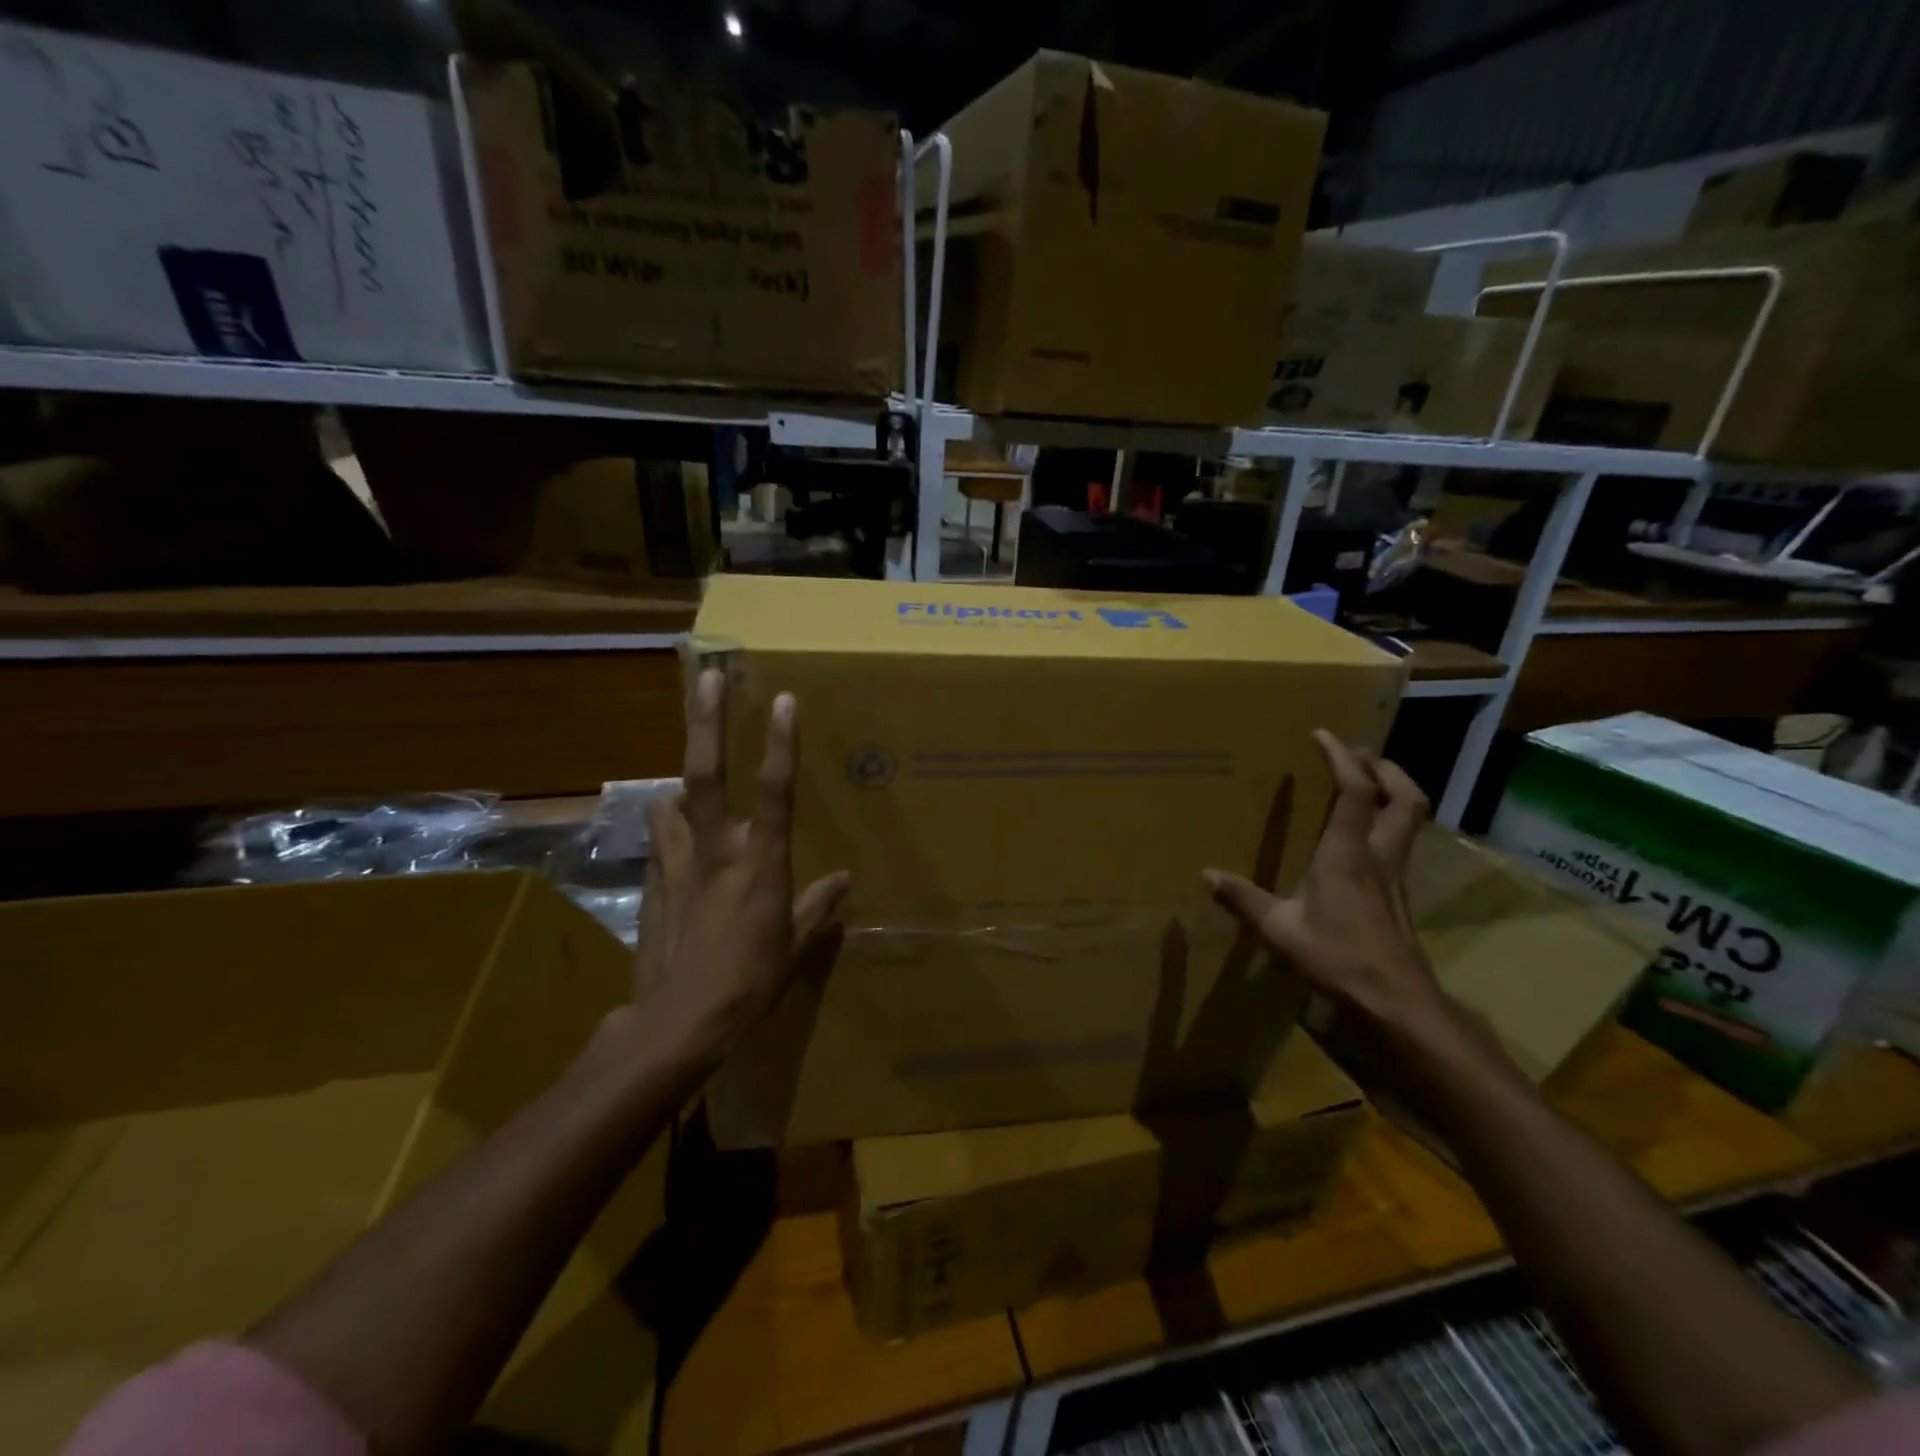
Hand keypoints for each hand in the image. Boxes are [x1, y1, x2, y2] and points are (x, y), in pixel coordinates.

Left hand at [632, 669, 849, 1071]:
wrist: (677, 1023)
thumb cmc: (749, 983)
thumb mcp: (795, 948)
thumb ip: (818, 908)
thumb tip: (844, 882)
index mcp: (760, 863)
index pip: (776, 792)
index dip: (780, 743)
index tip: (784, 699)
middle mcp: (717, 851)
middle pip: (707, 774)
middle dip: (707, 721)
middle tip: (706, 676)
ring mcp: (677, 865)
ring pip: (671, 802)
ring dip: (679, 784)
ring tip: (688, 780)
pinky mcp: (653, 885)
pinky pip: (660, 844)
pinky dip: (667, 832)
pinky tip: (672, 840)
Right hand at [1202, 731, 1445, 1041]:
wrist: (1396, 1002)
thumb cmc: (1336, 957)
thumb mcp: (1279, 929)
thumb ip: (1243, 898)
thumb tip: (1206, 875)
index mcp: (1348, 852)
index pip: (1355, 790)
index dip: (1342, 757)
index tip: (1323, 734)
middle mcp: (1379, 855)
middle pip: (1403, 797)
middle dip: (1386, 768)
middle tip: (1361, 756)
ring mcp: (1396, 876)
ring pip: (1411, 820)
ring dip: (1395, 793)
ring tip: (1369, 785)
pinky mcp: (1400, 896)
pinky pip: (1402, 844)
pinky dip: (1388, 825)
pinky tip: (1364, 841)